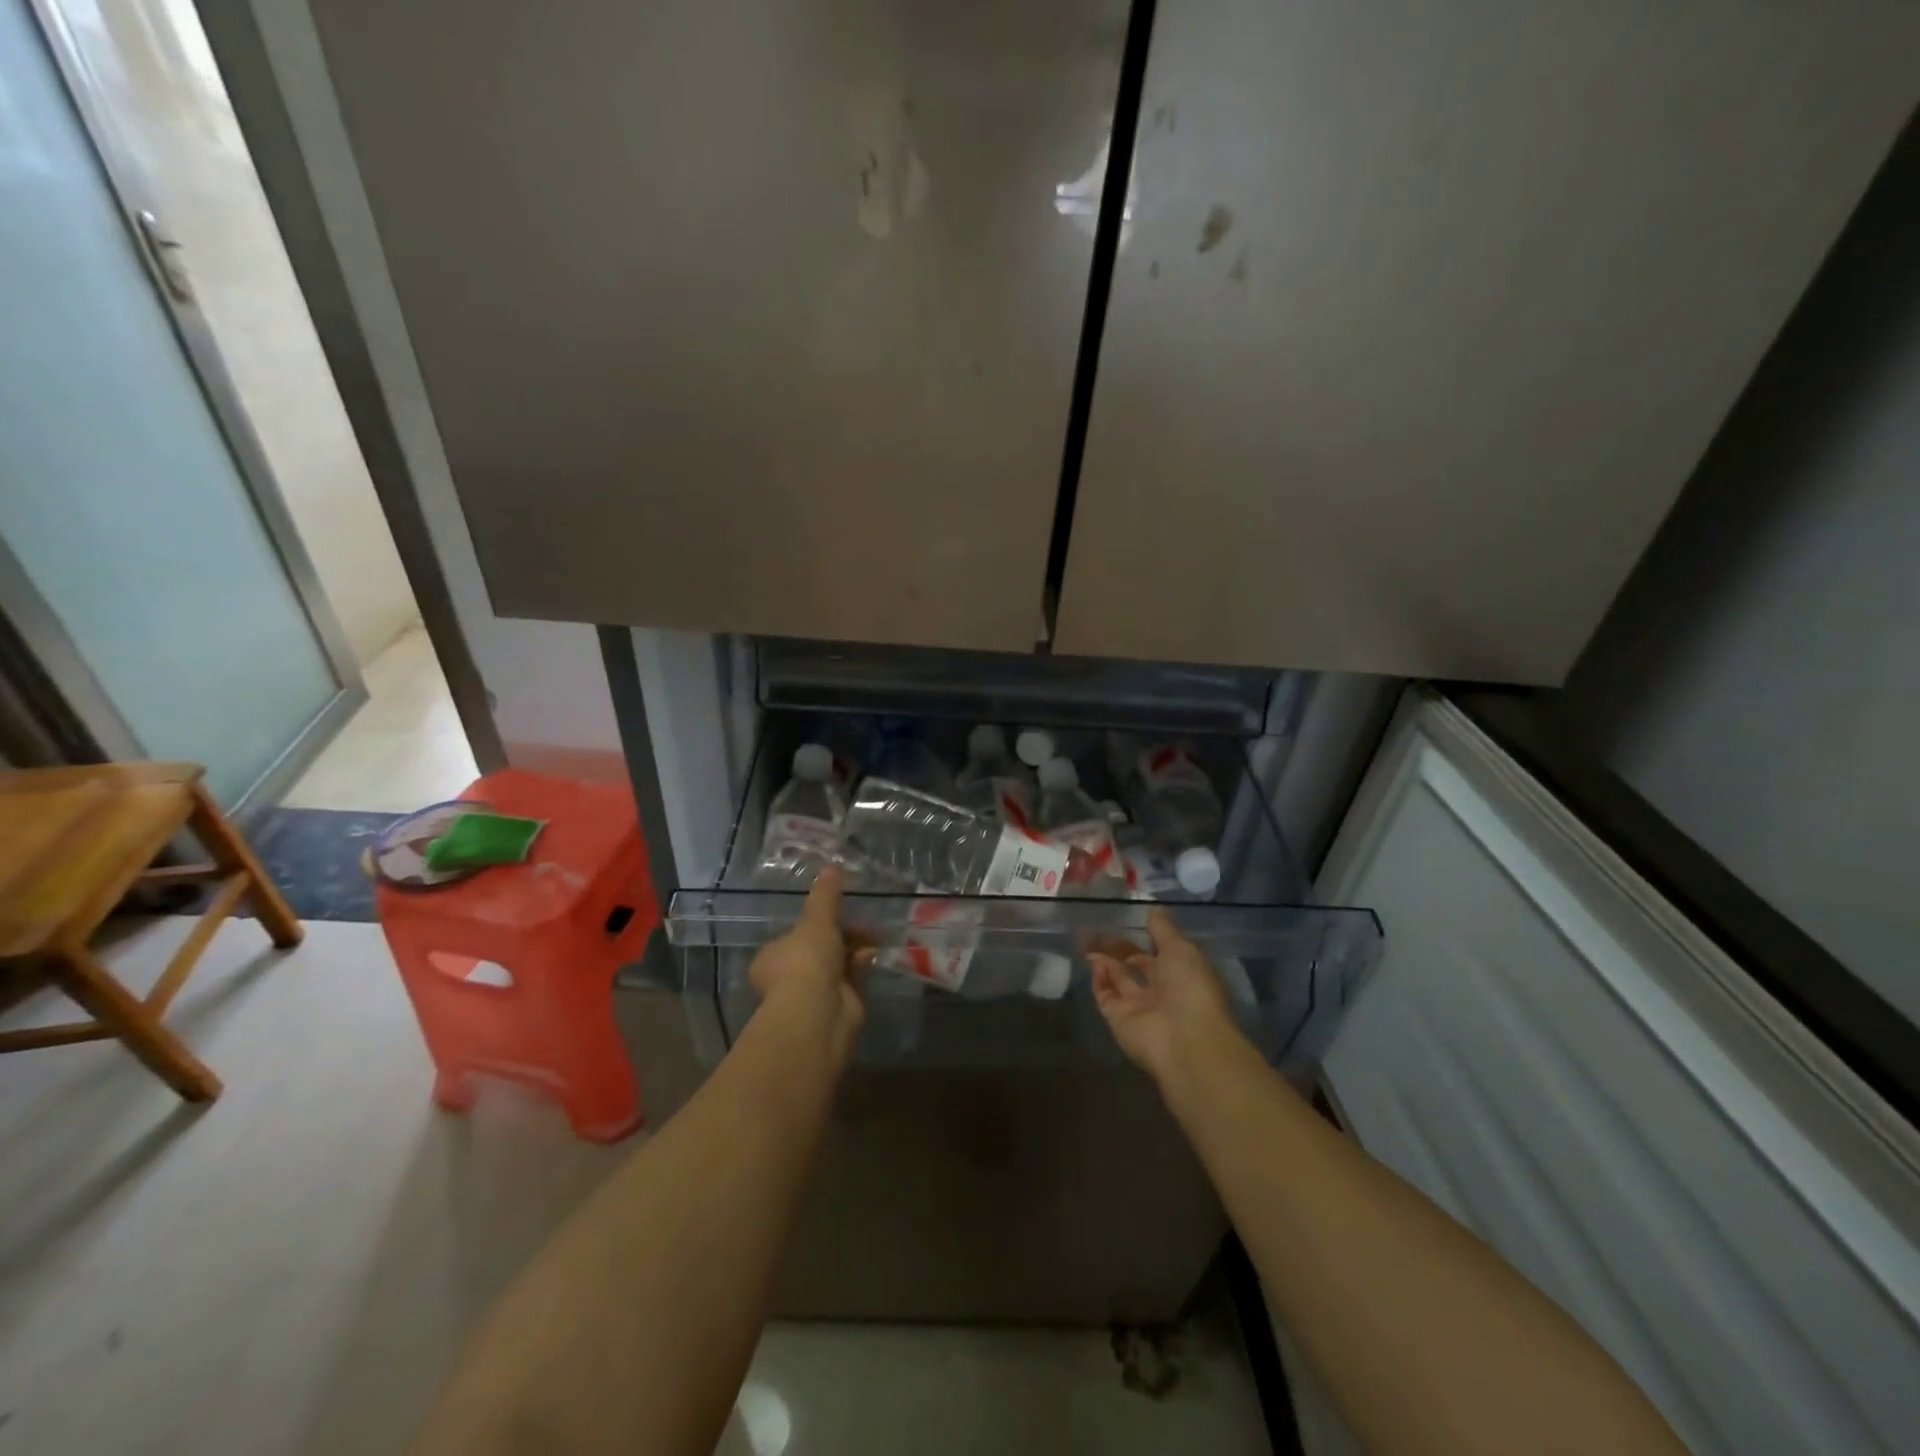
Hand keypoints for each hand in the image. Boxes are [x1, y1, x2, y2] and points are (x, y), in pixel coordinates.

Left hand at [748, 868, 872, 1051]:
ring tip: (875, 935)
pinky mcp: (836, 1005)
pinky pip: (852, 979)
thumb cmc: (806, 960)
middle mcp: (787, 977)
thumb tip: (831, 865)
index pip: (794, 936)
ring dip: (855, 949)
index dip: (817, 923)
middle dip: (843, 935)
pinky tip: (875, 954)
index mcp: (771, 958)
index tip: (838, 910)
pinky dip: (862, 965)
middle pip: (819, 949)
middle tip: (863, 922)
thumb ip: (826, 894)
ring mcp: (812, 994)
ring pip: (837, 964)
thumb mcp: (817, 919)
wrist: (819, 1012)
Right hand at [1087, 908, 1238, 1086]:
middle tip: (1099, 928)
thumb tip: (1153, 909)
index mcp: (1184, 973)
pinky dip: (1099, 980)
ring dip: (1105, 960)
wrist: (1185, 1040)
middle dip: (1121, 948)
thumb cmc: (1190, 987)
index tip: (1129, 919)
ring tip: (1087, 939)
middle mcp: (1163, 991)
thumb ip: (1164, 929)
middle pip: (1138, 966)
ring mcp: (1140, 1007)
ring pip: (1119, 980)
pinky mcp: (1119, 1020)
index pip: (1162, 952)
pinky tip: (1093, 961)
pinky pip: (1106, 996)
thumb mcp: (1181, 948)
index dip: (1147, 937)